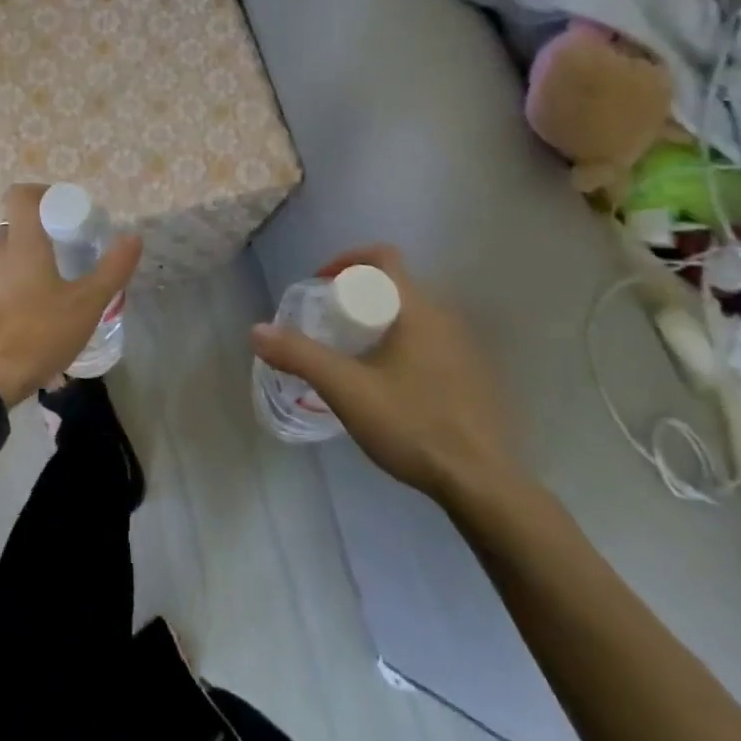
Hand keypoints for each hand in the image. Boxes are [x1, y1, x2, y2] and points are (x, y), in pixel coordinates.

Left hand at [0, 184, 141, 407]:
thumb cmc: (37, 334)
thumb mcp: (86, 305)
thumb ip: (112, 269)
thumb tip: (133, 237)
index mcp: (21, 242)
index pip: (21, 195)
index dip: (40, 195)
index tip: (60, 212)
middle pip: (14, 231)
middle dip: (36, 241)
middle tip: (61, 265)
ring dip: (18, 271)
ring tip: (41, 302)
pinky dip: (0, 295)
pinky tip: (16, 324)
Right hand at [250, 245, 523, 502]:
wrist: (484, 485)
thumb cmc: (412, 423)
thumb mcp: (345, 389)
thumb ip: (299, 355)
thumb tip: (257, 330)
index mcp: (416, 308)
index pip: (383, 256)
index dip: (347, 259)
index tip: (322, 285)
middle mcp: (445, 318)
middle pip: (395, 285)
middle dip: (358, 295)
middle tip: (330, 324)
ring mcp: (465, 349)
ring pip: (413, 315)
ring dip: (381, 322)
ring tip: (354, 356)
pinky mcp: (474, 378)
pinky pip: (430, 342)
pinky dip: (403, 346)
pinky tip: (390, 387)